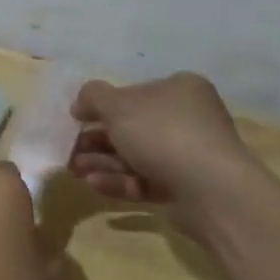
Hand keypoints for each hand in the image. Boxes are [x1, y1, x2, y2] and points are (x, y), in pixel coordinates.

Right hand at [69, 73, 263, 232]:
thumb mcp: (118, 106)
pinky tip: (94, 184)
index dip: (103, 105)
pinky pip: (146, 180)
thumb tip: (81, 102)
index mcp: (179, 89)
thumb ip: (93, 97)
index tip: (76, 120)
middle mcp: (188, 118)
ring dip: (102, 161)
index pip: (135, 93)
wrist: (211, 190)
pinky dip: (120, 181)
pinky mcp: (186, 188)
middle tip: (68, 150)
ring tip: (74, 170)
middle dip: (97, 140)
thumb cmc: (163, 133)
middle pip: (133, 127)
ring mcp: (189, 155)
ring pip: (136, 155)